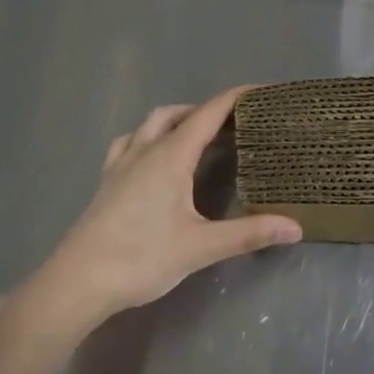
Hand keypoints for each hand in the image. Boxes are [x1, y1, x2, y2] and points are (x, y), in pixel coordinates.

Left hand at [23, 87, 302, 334]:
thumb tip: (296, 227)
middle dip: (208, 110)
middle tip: (236, 123)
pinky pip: (130, 142)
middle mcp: (146, 149)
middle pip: (179, 113)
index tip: (263, 91)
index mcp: (171, 156)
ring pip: (151, 123)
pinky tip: (153, 156)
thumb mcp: (200, 247)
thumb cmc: (141, 258)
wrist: (77, 282)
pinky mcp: (107, 181)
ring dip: (177, 119)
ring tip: (198, 135)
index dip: (237, 97)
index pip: (209, 112)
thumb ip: (248, 234)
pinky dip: (149, 137)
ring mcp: (122, 163)